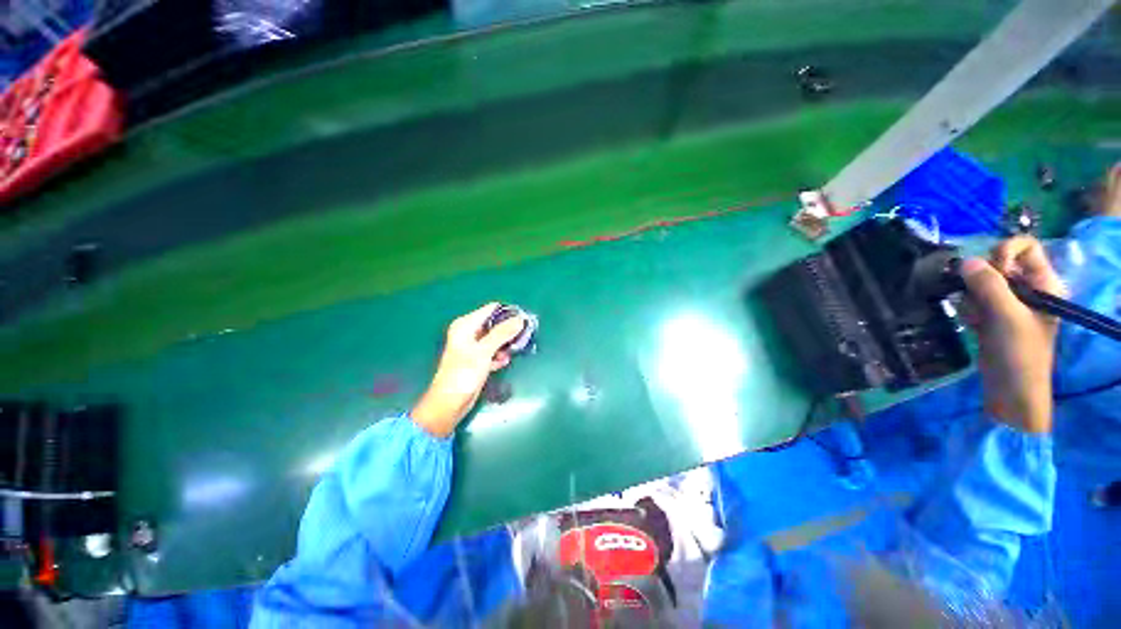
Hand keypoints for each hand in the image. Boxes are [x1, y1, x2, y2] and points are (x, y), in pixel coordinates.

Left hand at [411, 303, 525, 437]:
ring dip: (505, 344)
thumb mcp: (484, 351)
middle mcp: (469, 333)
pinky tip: (503, 362)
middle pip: (495, 324)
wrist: (449, 404)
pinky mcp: (477, 360)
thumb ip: (502, 333)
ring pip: (496, 339)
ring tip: (513, 351)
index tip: (524, 320)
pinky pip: (493, 351)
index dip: (508, 313)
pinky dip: (499, 355)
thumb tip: (520, 319)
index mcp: (466, 325)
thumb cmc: (463, 374)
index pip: (491, 310)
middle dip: (509, 330)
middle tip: (524, 336)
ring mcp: (473, 347)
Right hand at [959, 236, 1065, 432]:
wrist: (1010, 388)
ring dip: (972, 297)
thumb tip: (964, 261)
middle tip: (980, 299)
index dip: (1005, 252)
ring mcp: (1010, 301)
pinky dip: (969, 308)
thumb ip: (988, 285)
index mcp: (1043, 282)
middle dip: (982, 279)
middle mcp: (1028, 287)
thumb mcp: (1006, 316)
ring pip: (981, 281)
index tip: (993, 271)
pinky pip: (974, 298)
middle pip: (998, 262)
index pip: (1025, 246)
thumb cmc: (1019, 352)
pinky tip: (974, 323)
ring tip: (978, 317)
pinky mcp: (993, 313)